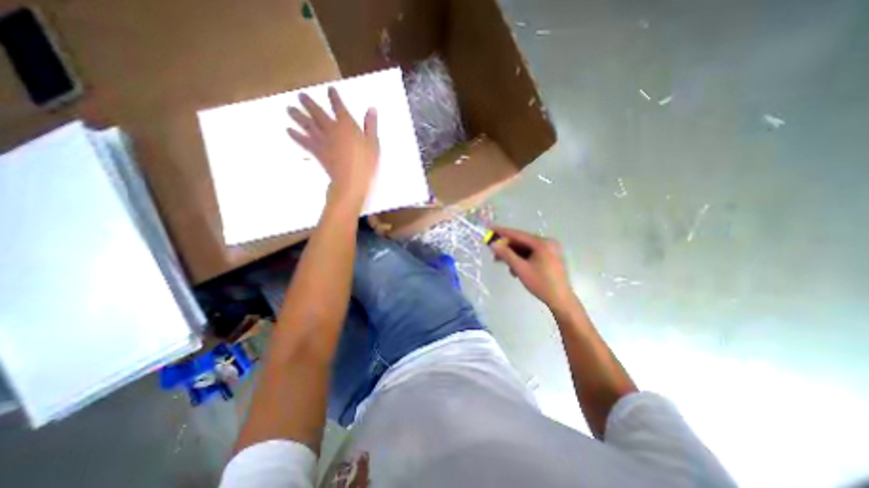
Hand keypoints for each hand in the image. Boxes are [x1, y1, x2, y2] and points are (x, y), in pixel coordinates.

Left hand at [287, 86, 381, 200]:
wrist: (351, 181)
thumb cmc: (366, 163)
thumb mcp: (373, 144)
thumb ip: (371, 125)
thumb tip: (371, 108)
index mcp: (346, 125)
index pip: (339, 107)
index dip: (334, 97)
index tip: (330, 89)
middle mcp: (331, 128)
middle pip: (318, 113)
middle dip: (309, 103)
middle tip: (300, 96)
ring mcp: (322, 140)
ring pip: (307, 124)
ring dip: (298, 116)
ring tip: (289, 109)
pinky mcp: (317, 152)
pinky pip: (304, 141)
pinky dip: (296, 135)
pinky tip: (288, 130)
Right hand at [487, 228, 575, 309]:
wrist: (561, 300)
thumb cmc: (541, 284)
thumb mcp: (521, 268)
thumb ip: (506, 255)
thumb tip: (493, 244)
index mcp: (542, 243)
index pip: (518, 234)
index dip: (502, 232)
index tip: (489, 229)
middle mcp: (548, 242)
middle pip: (522, 241)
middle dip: (507, 248)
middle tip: (494, 255)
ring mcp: (551, 249)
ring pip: (526, 248)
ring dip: (514, 256)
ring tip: (508, 267)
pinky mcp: (551, 256)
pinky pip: (532, 253)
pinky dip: (523, 259)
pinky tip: (517, 269)